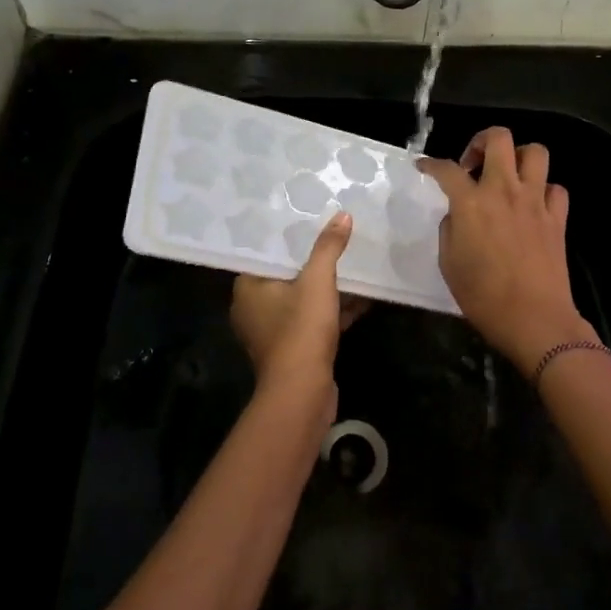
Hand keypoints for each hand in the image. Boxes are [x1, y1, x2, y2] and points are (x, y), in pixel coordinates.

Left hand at [230, 212, 364, 397]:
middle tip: (335, 238)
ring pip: (302, 299)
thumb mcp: (317, 281)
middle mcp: (254, 309)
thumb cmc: (300, 330)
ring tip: (353, 264)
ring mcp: (273, 332)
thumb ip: (329, 248)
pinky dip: (333, 311)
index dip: (288, 239)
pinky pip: (313, 321)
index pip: (266, 254)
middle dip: (313, 262)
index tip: (309, 221)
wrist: (302, 394)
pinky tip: (361, 298)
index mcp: (248, 289)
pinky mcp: (293, 350)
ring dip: (327, 287)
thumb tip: (342, 216)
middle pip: (286, 276)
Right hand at [418, 128, 597, 367]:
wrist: (534, 319)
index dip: (431, 164)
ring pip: (535, 152)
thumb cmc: (483, 297)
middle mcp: (504, 191)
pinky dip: (544, 190)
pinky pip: (556, 189)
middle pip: (499, 138)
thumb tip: (457, 215)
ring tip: (507, 176)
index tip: (425, 167)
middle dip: (481, 141)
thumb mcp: (449, 263)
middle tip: (473, 164)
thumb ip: (450, 230)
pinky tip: (533, 204)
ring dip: (518, 157)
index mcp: (471, 203)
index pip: (446, 169)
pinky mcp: (557, 218)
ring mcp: (535, 201)